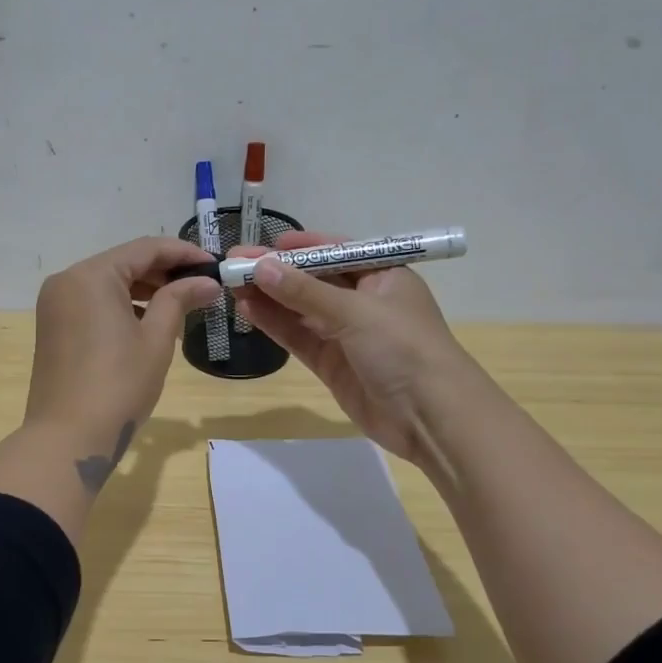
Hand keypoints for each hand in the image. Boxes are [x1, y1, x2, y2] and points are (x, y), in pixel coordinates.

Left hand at [25, 237, 219, 480]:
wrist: (68, 438)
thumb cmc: (119, 385)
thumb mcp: (156, 339)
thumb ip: (179, 300)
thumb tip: (207, 281)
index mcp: (91, 275)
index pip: (145, 249)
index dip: (184, 253)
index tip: (215, 265)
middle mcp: (67, 281)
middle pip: (124, 263)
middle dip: (165, 272)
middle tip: (203, 286)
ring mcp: (56, 304)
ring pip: (109, 284)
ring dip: (145, 290)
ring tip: (184, 304)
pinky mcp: (54, 327)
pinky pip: (94, 303)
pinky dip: (123, 306)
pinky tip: (151, 322)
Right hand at [229, 230, 472, 461]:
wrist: (431, 417)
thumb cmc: (403, 348)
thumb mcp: (355, 312)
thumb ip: (304, 291)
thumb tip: (260, 267)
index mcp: (382, 275)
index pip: (335, 252)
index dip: (300, 248)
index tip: (264, 245)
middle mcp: (363, 301)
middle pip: (312, 280)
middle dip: (275, 272)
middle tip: (233, 264)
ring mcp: (346, 334)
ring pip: (300, 309)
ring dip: (268, 298)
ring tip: (231, 285)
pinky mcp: (332, 364)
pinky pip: (298, 337)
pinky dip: (275, 324)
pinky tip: (248, 311)